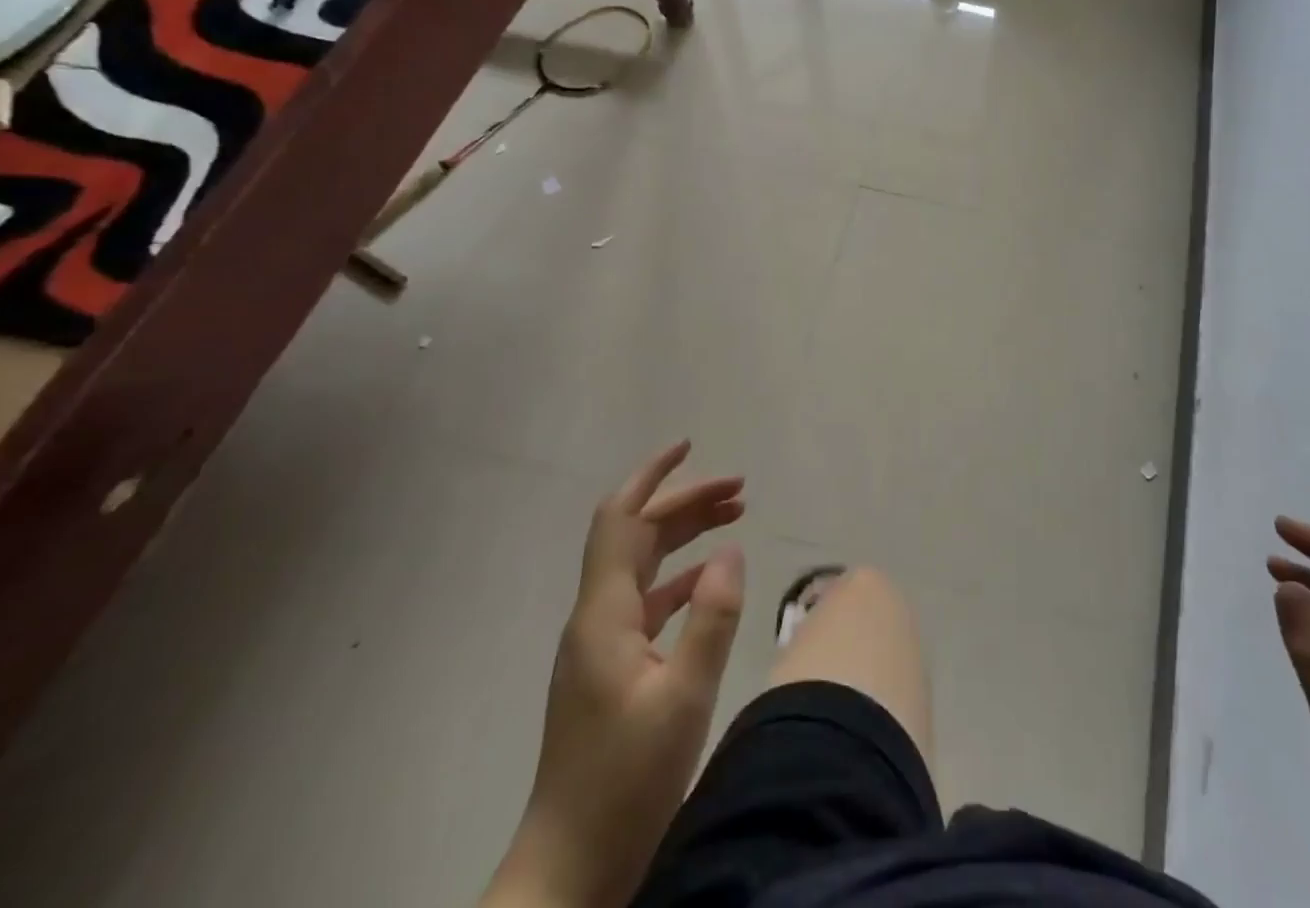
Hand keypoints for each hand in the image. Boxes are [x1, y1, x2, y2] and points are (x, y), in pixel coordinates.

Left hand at [484, 442, 746, 907]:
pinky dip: (680, 577)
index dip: (652, 475)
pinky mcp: (610, 670)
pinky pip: (647, 600)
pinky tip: (709, 581)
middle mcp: (596, 617)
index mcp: (604, 613)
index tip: (689, 445)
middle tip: (740, 491)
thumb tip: (731, 551)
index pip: (620, 518)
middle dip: (686, 503)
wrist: (569, 871)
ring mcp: (600, 645)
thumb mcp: (684, 699)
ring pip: (643, 565)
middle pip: (638, 535)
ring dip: (685, 536)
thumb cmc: (625, 784)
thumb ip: (712, 618)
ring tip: (734, 519)